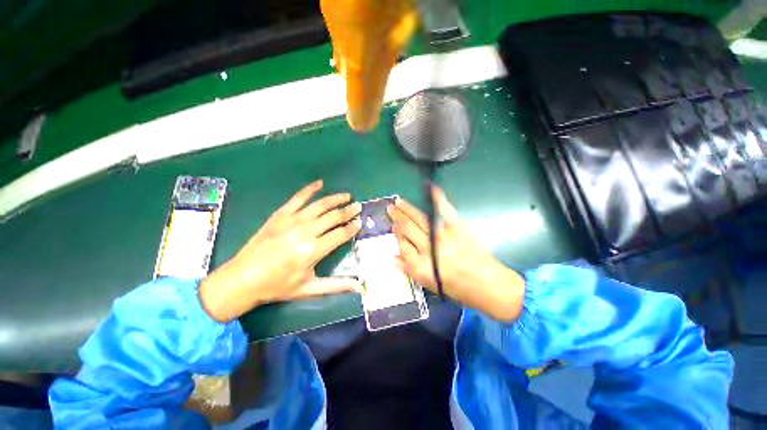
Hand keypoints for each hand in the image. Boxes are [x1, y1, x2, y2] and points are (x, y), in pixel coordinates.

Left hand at [199, 180, 361, 321]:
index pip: (341, 234)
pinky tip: (320, 183)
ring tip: (347, 196)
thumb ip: (336, 285)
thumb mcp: (309, 289)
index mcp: (313, 250)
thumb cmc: (277, 285)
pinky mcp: (280, 214)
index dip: (353, 227)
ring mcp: (292, 220)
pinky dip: (310, 189)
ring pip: (320, 205)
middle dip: (349, 211)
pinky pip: (298, 197)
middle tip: (358, 206)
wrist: (242, 278)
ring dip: (336, 198)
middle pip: (333, 216)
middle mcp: (306, 231)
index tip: (360, 221)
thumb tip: (359, 287)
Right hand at [387, 187, 524, 321]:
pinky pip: (445, 211)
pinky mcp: (458, 229)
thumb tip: (391, 257)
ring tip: (399, 201)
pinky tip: (430, 189)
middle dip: (397, 218)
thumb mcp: (429, 284)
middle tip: (390, 208)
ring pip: (420, 219)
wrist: (488, 285)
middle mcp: (429, 249)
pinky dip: (438, 199)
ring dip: (407, 209)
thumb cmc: (457, 288)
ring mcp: (443, 237)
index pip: (402, 245)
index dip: (397, 235)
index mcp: (420, 266)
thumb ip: (408, 269)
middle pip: (408, 229)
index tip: (394, 227)